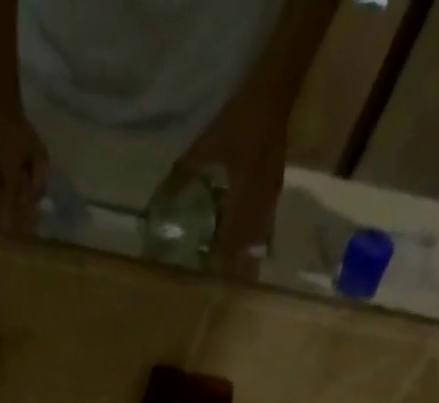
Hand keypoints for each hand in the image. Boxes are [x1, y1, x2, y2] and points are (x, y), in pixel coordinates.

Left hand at [169, 91, 287, 278]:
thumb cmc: (241, 118)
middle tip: (222, 276)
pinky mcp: (275, 186)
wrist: (276, 90)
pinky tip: (247, 238)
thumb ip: (186, 171)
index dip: (221, 258)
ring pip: (259, 234)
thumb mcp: (209, 144)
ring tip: (234, 265)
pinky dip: (255, 233)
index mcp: (244, 195)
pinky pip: (265, 220)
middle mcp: (261, 201)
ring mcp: (271, 194)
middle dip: (236, 261)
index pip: (232, 238)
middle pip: (248, 242)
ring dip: (246, 250)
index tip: (209, 273)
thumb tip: (163, 193)